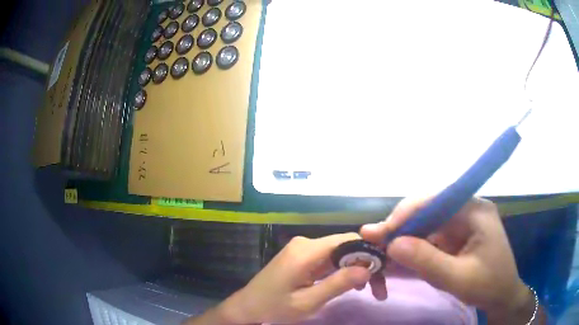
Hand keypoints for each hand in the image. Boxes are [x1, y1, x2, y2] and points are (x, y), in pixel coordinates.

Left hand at [217, 233, 370, 323]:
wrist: (248, 306)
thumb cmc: (274, 307)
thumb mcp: (308, 301)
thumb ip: (338, 284)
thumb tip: (368, 269)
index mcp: (306, 251)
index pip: (347, 240)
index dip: (369, 251)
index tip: (384, 271)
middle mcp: (306, 243)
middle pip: (346, 247)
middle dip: (365, 265)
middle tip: (379, 289)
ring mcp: (303, 249)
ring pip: (340, 253)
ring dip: (356, 269)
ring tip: (370, 290)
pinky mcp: (302, 257)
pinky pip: (329, 259)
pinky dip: (343, 271)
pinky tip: (352, 285)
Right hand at [361, 197, 535, 322]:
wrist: (502, 296)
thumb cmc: (488, 285)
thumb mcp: (459, 278)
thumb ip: (427, 261)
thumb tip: (391, 244)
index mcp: (475, 210)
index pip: (437, 200)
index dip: (407, 212)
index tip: (382, 232)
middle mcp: (467, 209)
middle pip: (429, 209)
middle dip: (402, 225)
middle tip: (375, 240)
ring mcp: (461, 222)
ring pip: (426, 222)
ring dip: (404, 236)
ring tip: (381, 249)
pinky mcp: (456, 236)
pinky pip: (430, 235)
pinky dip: (413, 246)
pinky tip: (399, 255)